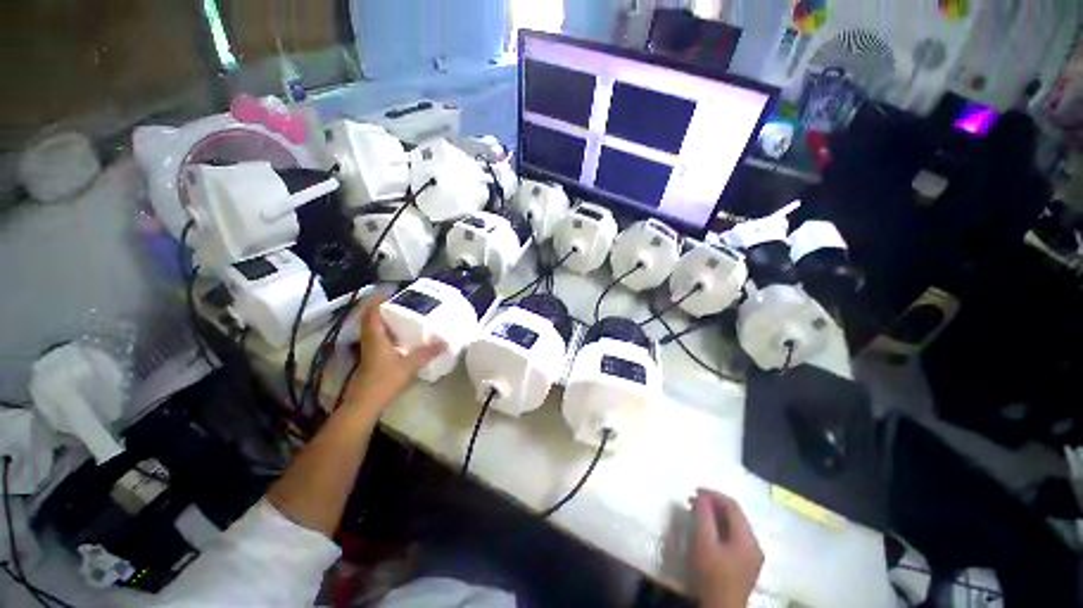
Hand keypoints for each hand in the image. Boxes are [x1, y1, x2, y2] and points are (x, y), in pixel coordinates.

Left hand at [341, 294, 445, 414]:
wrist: (365, 403)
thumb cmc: (384, 381)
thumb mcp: (409, 365)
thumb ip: (427, 353)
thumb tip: (446, 342)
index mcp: (375, 337)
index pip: (372, 313)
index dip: (377, 300)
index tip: (388, 292)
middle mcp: (370, 340)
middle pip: (370, 319)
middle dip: (381, 308)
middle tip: (399, 302)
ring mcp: (369, 350)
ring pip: (373, 329)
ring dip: (383, 320)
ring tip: (402, 315)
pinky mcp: (372, 358)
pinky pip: (378, 338)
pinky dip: (386, 332)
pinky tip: (400, 336)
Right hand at [690, 489, 763, 607]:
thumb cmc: (712, 574)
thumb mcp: (704, 542)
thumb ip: (703, 516)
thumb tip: (701, 497)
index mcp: (748, 538)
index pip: (732, 506)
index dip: (713, 494)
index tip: (694, 491)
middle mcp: (755, 544)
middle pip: (736, 515)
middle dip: (714, 504)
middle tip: (693, 501)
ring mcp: (753, 555)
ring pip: (735, 526)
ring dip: (716, 516)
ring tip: (697, 512)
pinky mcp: (747, 563)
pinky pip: (735, 536)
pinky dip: (721, 527)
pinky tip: (707, 529)